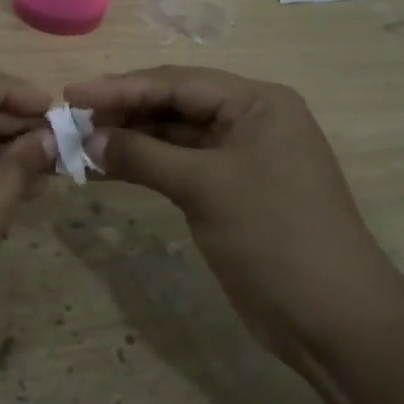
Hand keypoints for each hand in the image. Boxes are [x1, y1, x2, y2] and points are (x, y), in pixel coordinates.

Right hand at [64, 65, 403, 367]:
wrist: (333, 321)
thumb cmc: (274, 236)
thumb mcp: (205, 187)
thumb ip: (143, 155)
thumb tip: (88, 138)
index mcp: (257, 103)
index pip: (177, 83)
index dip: (121, 87)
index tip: (71, 94)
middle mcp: (249, 120)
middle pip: (174, 104)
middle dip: (123, 111)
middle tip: (70, 120)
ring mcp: (239, 157)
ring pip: (173, 136)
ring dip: (129, 140)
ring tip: (79, 144)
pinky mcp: (229, 191)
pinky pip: (178, 165)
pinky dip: (144, 166)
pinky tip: (107, 169)